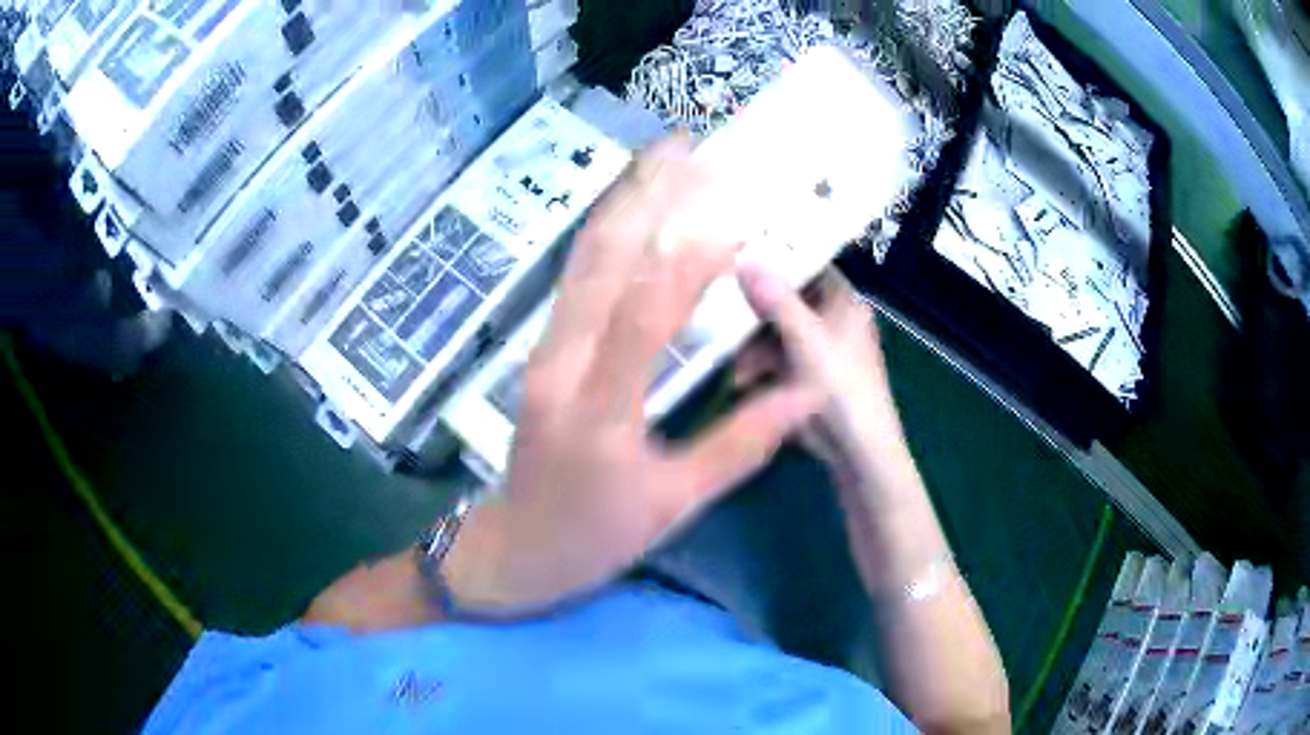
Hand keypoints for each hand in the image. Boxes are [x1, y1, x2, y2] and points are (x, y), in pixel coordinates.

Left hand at [442, 137, 821, 614]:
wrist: (513, 549)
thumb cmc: (593, 537)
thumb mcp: (672, 506)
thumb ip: (740, 445)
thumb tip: (802, 393)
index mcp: (597, 413)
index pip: (643, 318)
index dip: (689, 262)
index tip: (733, 218)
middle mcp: (560, 367)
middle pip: (600, 264)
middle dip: (645, 197)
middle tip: (686, 147)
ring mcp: (543, 353)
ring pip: (582, 261)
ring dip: (622, 201)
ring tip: (660, 157)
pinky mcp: (541, 350)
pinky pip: (574, 280)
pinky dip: (605, 234)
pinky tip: (630, 207)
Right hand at [735, 267, 906, 489]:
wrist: (858, 450)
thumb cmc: (842, 387)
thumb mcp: (806, 340)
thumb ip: (776, 299)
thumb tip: (745, 254)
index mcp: (844, 303)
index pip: (808, 266)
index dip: (776, 259)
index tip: (737, 255)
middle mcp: (833, 320)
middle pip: (787, 301)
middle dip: (754, 313)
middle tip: (719, 311)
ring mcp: (820, 349)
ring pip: (777, 333)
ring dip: (752, 347)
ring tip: (732, 365)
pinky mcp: (808, 376)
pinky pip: (777, 360)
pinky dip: (760, 368)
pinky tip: (741, 382)